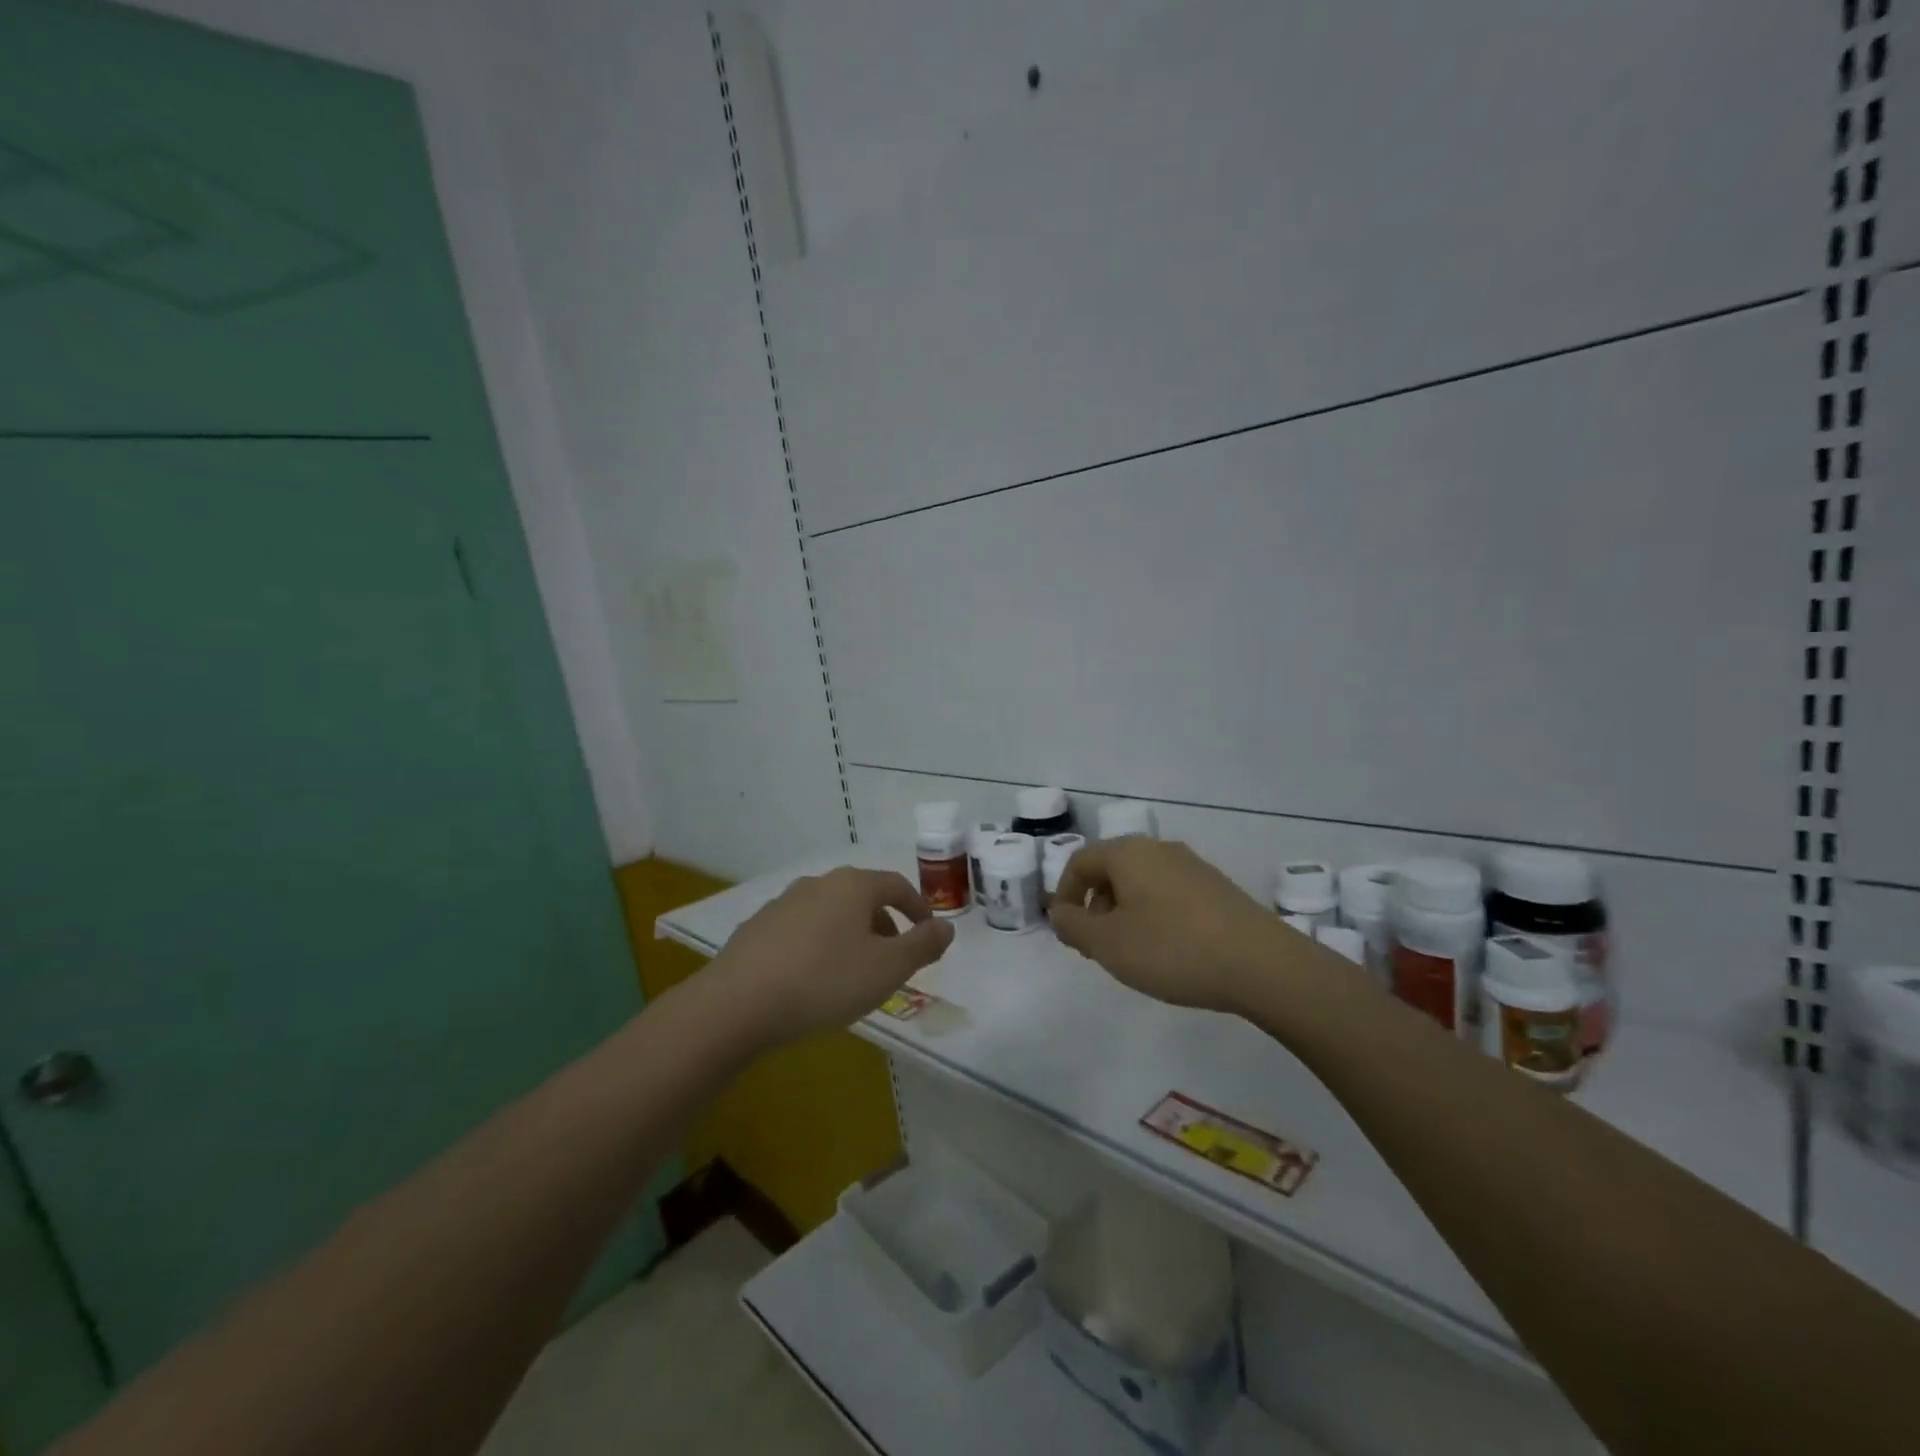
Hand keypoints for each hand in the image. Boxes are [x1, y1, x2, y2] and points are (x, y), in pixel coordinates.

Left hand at [710, 866, 954, 1047]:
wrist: (738, 1003)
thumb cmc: (825, 981)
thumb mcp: (888, 969)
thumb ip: (923, 945)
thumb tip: (946, 926)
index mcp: (853, 886)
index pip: (897, 885)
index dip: (918, 908)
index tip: (927, 933)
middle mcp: (818, 883)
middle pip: (862, 897)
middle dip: (884, 924)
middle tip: (892, 959)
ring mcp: (783, 903)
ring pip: (830, 913)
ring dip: (849, 935)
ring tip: (853, 972)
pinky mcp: (757, 927)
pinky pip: (801, 930)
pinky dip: (818, 945)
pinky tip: (811, 979)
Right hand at [1050, 838, 1295, 1013]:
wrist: (1262, 965)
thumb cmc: (1173, 949)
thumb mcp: (1108, 944)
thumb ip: (1072, 926)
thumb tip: (1059, 911)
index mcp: (1128, 853)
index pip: (1080, 861)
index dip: (1066, 895)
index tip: (1068, 932)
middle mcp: (1159, 849)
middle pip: (1111, 869)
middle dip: (1095, 905)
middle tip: (1096, 946)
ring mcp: (1192, 866)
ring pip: (1141, 882)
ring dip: (1124, 912)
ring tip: (1131, 952)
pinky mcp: (1217, 887)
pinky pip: (1169, 893)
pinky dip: (1154, 915)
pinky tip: (1167, 950)